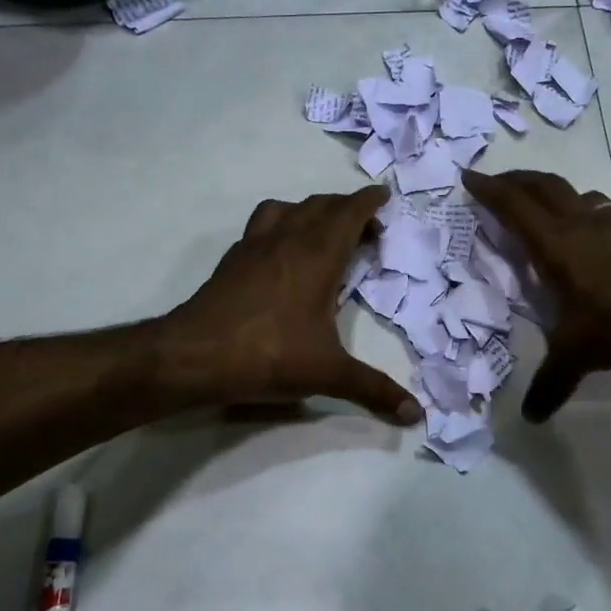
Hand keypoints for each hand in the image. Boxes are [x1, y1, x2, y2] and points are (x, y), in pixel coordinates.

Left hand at [164, 187, 422, 423]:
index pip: (349, 212)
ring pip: (287, 208)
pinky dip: (280, 227)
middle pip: (321, 205)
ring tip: (323, 235)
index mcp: (317, 255)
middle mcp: (287, 239)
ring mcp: (255, 246)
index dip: (369, 202)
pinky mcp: (232, 260)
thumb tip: (416, 414)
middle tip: (366, 230)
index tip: (384, 197)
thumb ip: (374, 390)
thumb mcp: (328, 375)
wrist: (194, 356)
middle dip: (347, 209)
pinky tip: (281, 256)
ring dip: (310, 211)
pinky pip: (261, 226)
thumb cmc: (269, 355)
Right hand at [463, 170, 610, 420]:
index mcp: (555, 245)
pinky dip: (583, 211)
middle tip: (497, 184)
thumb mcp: (579, 354)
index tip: (468, 176)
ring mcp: (610, 228)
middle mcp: (579, 227)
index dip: (489, 189)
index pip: (515, 207)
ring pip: (574, 194)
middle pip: (543, 187)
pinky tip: (587, 229)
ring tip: (539, 203)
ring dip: (551, 191)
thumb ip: (551, 382)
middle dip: (516, 180)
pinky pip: (599, 212)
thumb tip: (529, 417)